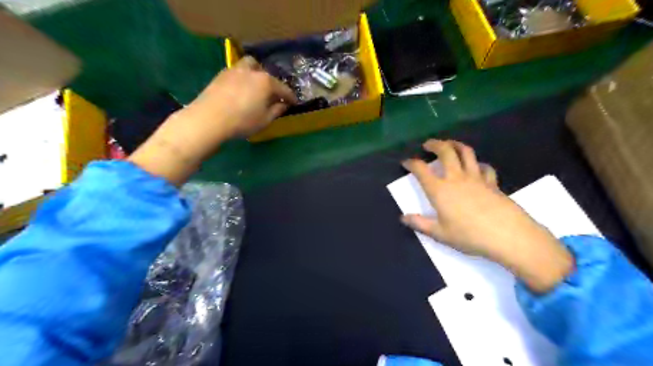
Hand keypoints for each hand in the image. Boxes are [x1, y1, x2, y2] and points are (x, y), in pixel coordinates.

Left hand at [129, 57, 296, 185]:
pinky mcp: (221, 75)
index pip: (283, 88)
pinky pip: (237, 72)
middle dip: (271, 82)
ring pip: (249, 66)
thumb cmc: (242, 121)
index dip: (290, 97)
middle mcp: (252, 71)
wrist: (209, 119)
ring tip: (255, 88)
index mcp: (266, 82)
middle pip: (265, 72)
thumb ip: (276, 110)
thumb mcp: (264, 120)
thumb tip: (283, 104)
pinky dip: (243, 78)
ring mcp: (234, 70)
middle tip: (272, 94)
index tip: (294, 102)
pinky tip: (240, 90)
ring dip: (256, 75)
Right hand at [400, 139, 572, 292]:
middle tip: (428, 144)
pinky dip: (478, 163)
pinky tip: (476, 166)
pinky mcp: (492, 182)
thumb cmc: (469, 236)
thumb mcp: (440, 234)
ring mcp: (476, 178)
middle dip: (434, 144)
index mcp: (440, 190)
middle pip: (445, 151)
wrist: (507, 235)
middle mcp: (456, 178)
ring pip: (466, 152)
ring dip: (455, 144)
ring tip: (449, 144)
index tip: (406, 162)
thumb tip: (403, 218)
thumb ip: (420, 224)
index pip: (421, 170)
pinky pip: (484, 167)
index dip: (411, 163)